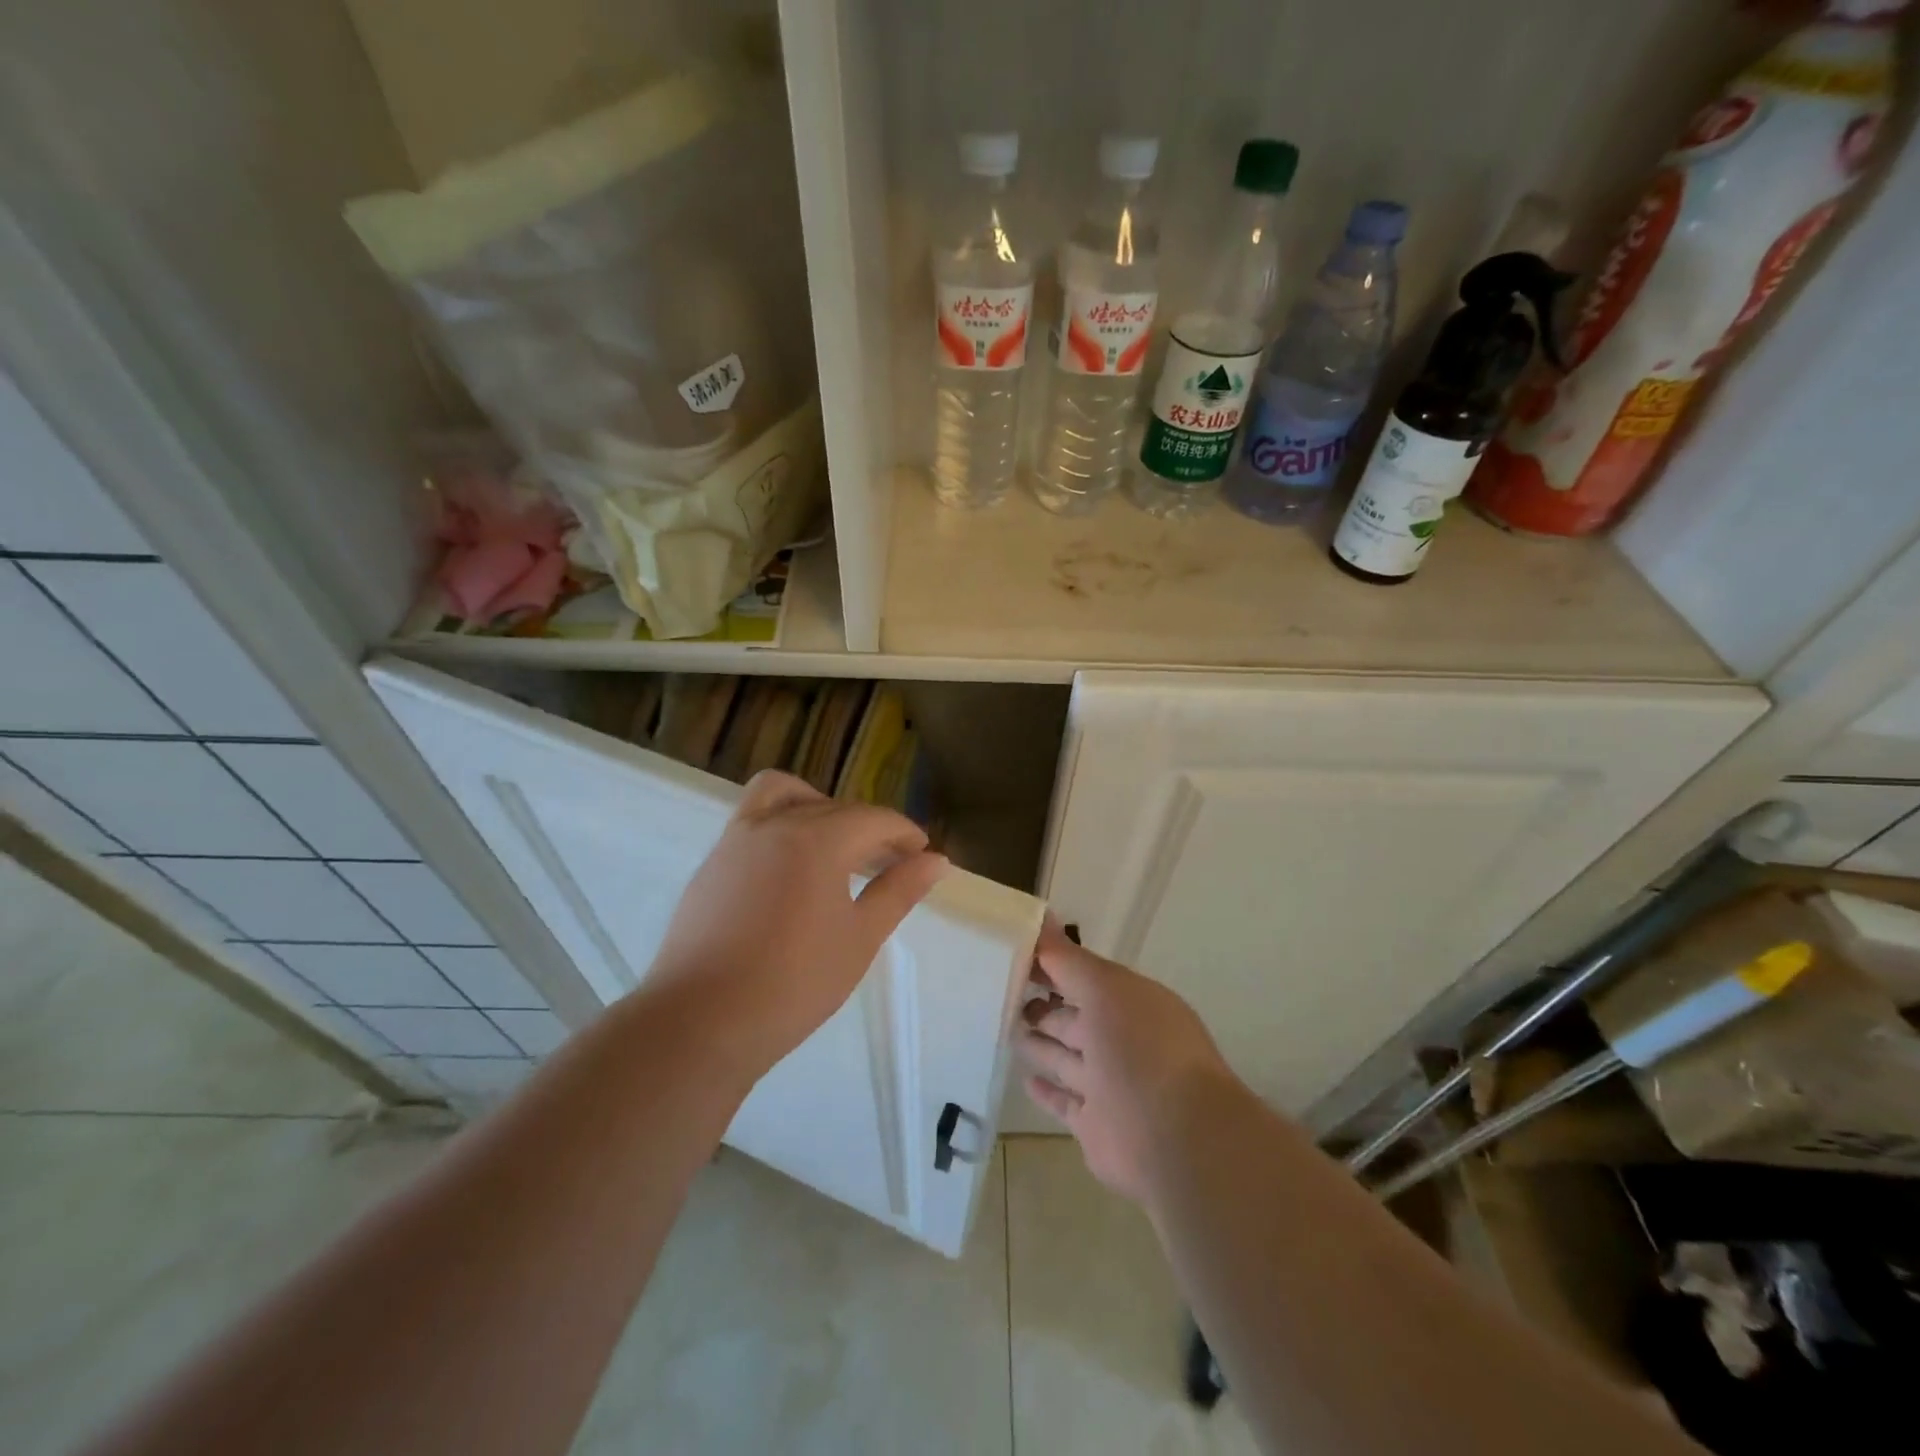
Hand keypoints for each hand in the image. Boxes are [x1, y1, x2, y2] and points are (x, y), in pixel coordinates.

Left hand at [648, 771, 947, 1078]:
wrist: (700, 1022)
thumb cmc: (794, 983)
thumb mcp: (860, 938)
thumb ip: (899, 891)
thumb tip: (937, 861)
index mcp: (817, 839)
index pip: (873, 818)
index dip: (904, 833)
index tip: (922, 855)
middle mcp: (775, 825)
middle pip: (834, 807)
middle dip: (869, 827)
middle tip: (890, 863)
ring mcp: (736, 840)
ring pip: (783, 795)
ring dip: (818, 808)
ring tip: (835, 848)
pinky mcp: (712, 863)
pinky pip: (754, 820)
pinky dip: (783, 826)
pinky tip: (792, 874)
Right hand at [1018, 918, 1241, 1205]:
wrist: (1176, 1139)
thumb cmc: (1141, 1049)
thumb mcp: (1105, 988)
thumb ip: (1068, 959)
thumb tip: (1042, 918)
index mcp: (1131, 1004)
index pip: (1084, 977)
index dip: (1051, 966)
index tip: (1013, 954)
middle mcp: (1122, 1041)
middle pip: (1075, 1019)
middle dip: (1044, 1007)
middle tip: (1003, 996)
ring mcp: (1109, 1086)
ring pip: (1067, 1059)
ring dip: (1041, 1044)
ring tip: (1007, 1030)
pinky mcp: (1095, 1126)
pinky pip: (1065, 1102)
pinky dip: (1047, 1091)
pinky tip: (1026, 1079)